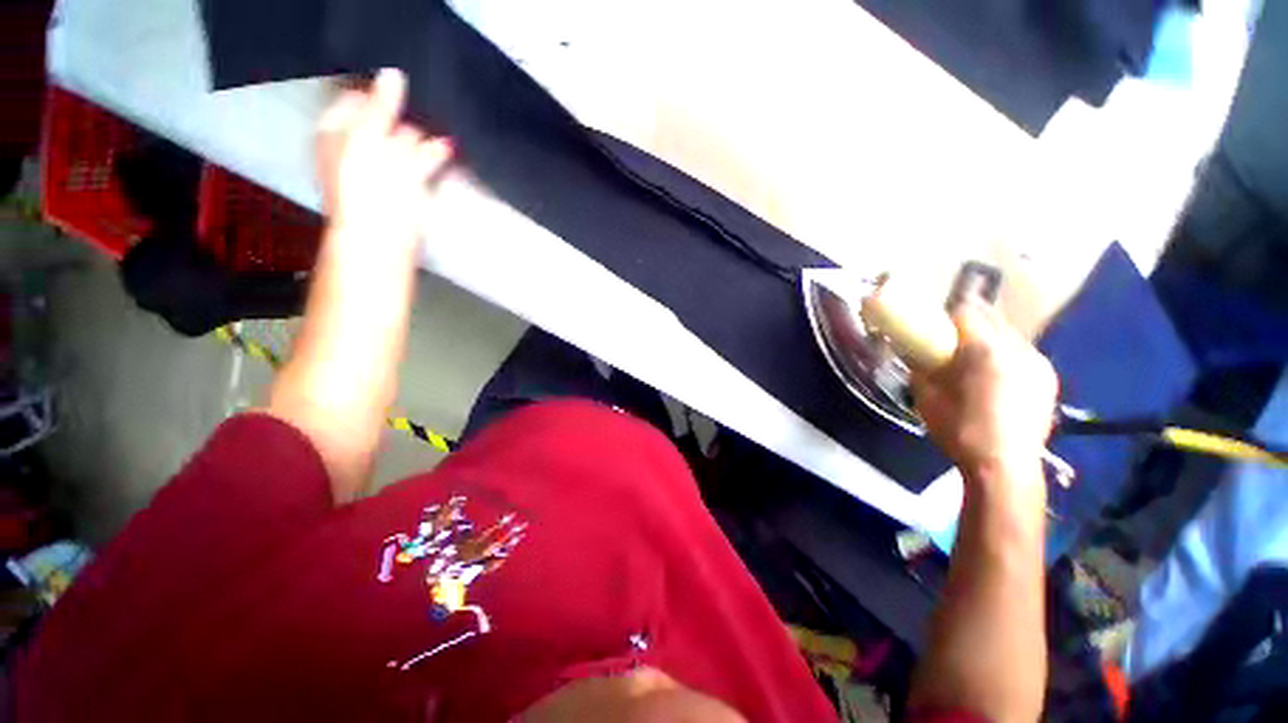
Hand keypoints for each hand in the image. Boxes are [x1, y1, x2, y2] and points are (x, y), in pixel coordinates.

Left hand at [316, 68, 452, 252]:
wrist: (383, 236)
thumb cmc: (364, 185)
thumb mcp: (366, 137)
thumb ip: (381, 105)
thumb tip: (394, 73)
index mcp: (337, 132)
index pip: (356, 100)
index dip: (376, 94)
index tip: (399, 92)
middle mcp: (358, 146)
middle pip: (383, 120)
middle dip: (402, 118)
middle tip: (420, 113)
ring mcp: (384, 168)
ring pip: (405, 142)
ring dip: (421, 138)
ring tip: (439, 132)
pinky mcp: (407, 186)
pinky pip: (422, 162)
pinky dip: (434, 156)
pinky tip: (447, 149)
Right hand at [911, 302, 1057, 488]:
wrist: (1004, 467)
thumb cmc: (959, 429)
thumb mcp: (925, 395)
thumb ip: (921, 366)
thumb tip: (914, 352)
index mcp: (986, 350)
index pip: (967, 311)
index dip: (947, 313)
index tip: (934, 321)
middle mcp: (1019, 349)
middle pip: (993, 317)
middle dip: (970, 320)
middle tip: (949, 336)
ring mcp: (1038, 363)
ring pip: (1010, 334)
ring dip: (989, 337)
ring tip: (973, 357)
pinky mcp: (1048, 379)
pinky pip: (1023, 352)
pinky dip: (1006, 353)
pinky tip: (995, 375)